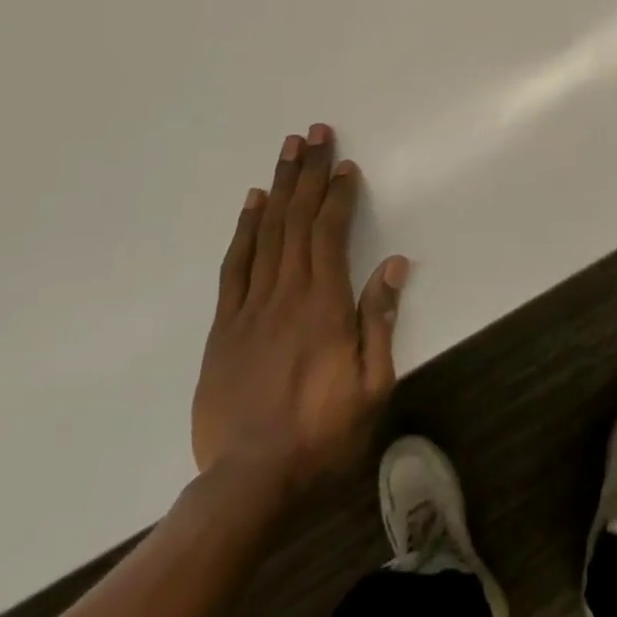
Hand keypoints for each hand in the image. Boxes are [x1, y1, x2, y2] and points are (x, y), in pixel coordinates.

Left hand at [191, 125, 408, 512]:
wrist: (249, 483)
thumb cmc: (323, 434)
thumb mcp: (373, 384)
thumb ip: (380, 319)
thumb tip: (393, 264)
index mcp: (324, 305)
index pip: (330, 233)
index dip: (338, 194)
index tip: (345, 164)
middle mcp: (286, 294)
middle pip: (297, 220)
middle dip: (308, 173)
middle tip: (314, 133)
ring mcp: (249, 308)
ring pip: (265, 234)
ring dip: (278, 188)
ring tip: (287, 150)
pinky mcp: (223, 328)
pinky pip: (234, 267)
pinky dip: (243, 231)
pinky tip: (252, 204)